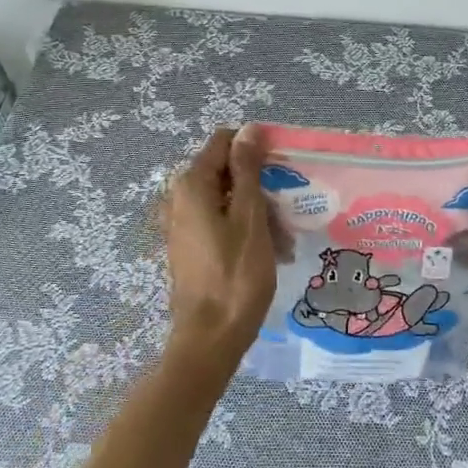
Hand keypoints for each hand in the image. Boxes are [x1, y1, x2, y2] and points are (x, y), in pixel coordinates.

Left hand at [163, 126, 274, 381]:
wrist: (210, 338)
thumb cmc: (236, 274)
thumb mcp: (249, 216)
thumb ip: (247, 169)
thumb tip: (249, 128)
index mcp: (192, 184)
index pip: (224, 142)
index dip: (255, 149)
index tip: (283, 169)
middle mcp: (180, 198)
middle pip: (227, 173)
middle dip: (261, 187)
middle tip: (288, 214)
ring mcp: (182, 224)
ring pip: (228, 201)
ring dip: (259, 214)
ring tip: (285, 242)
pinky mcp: (190, 247)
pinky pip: (221, 224)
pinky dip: (246, 231)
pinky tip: (270, 254)